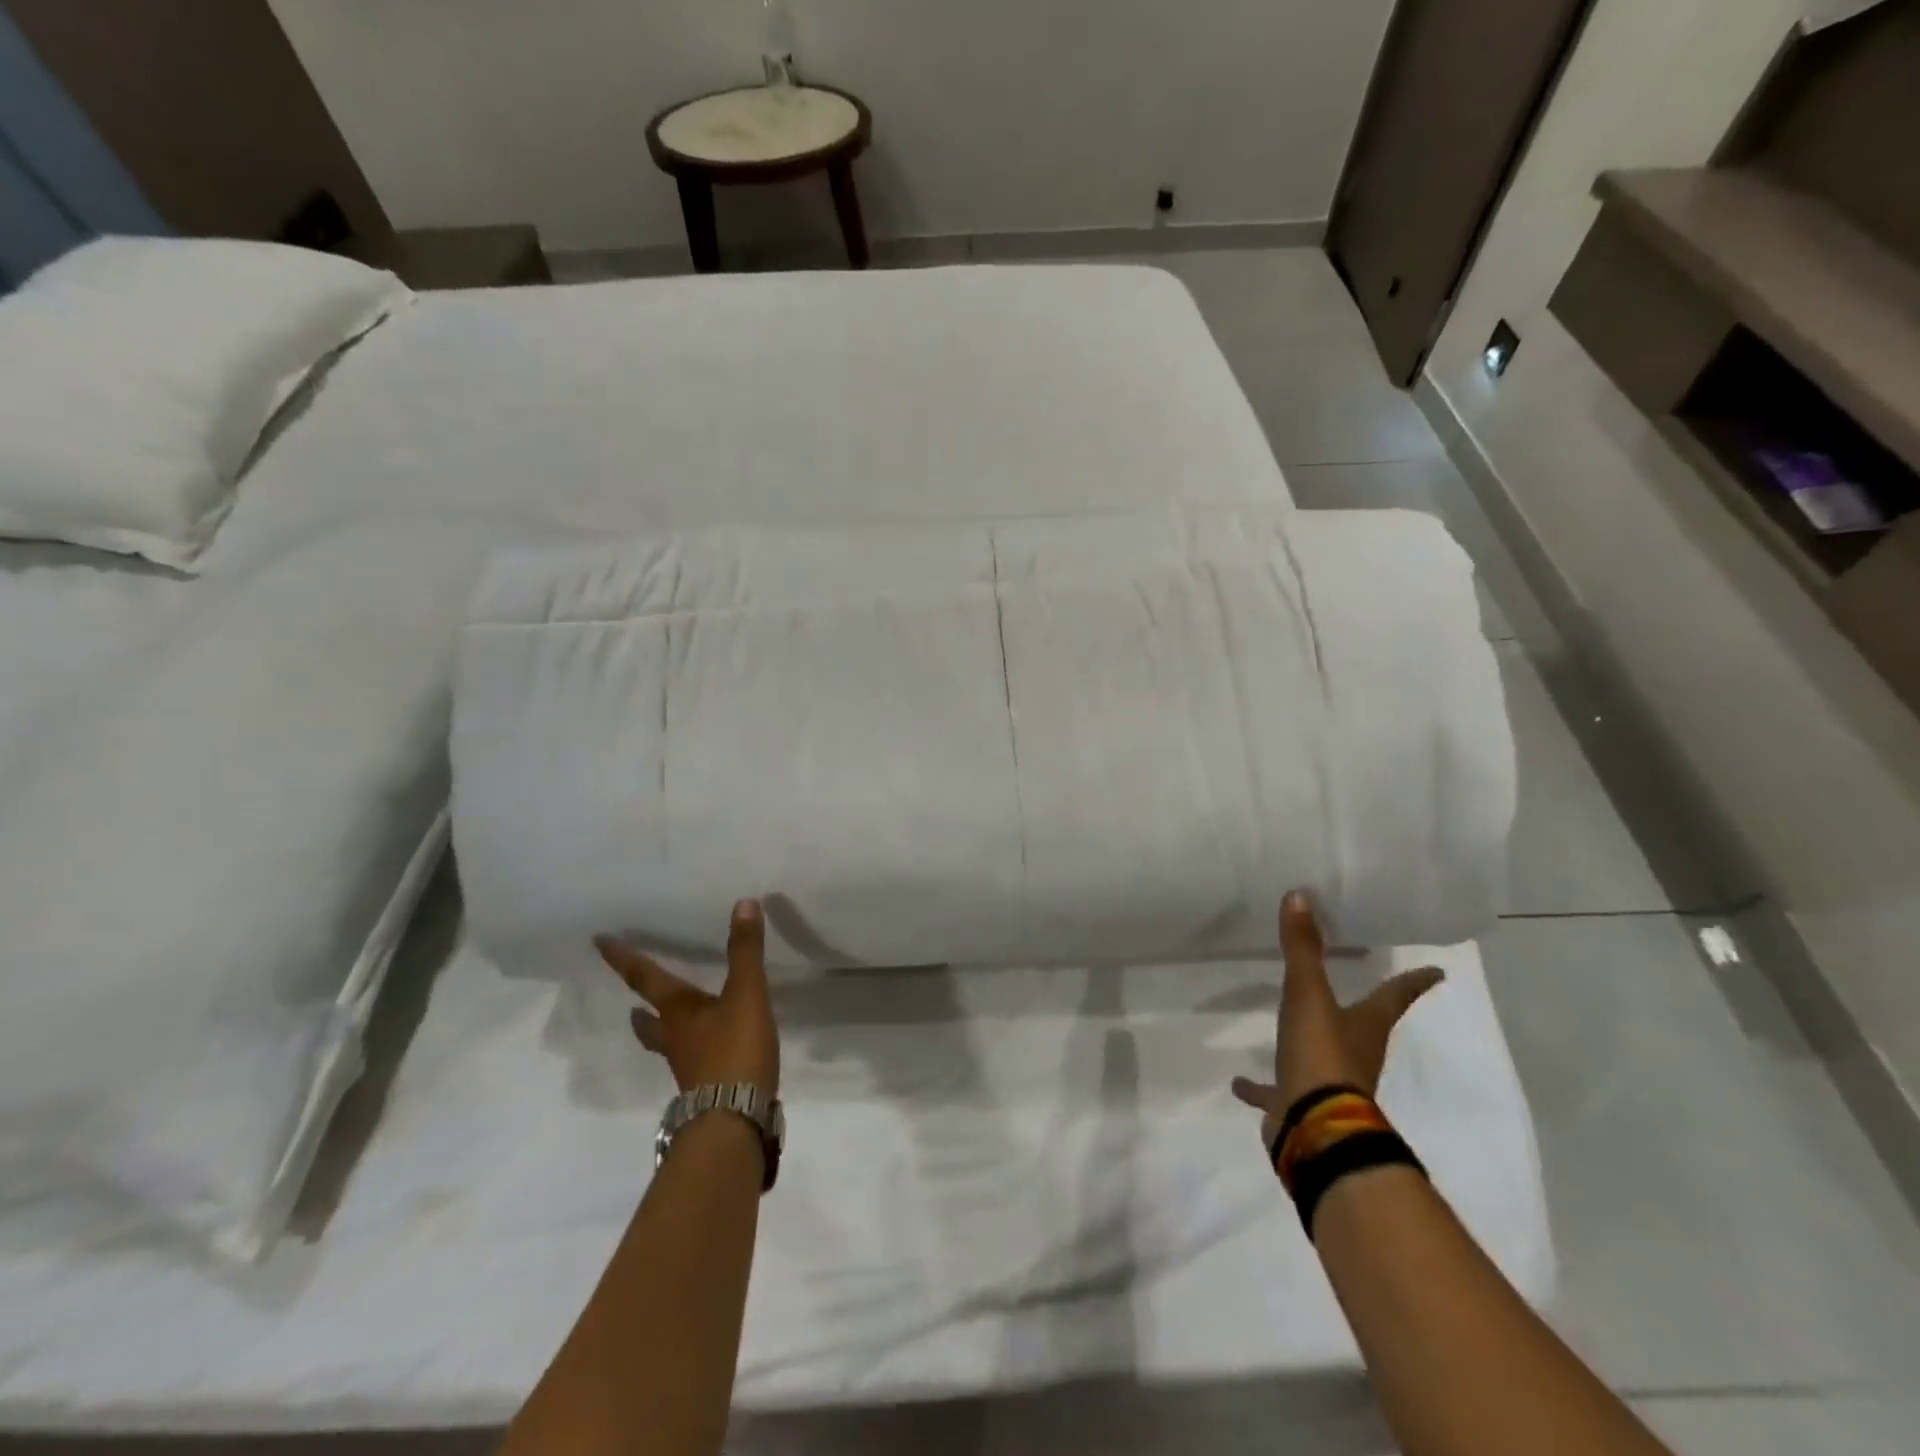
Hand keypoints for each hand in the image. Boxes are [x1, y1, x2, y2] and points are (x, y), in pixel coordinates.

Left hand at [596, 899, 780, 1094]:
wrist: (734, 1120)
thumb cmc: (734, 1051)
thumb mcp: (746, 994)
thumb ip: (745, 951)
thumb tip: (743, 903)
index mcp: (678, 1012)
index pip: (645, 978)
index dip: (624, 959)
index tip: (599, 943)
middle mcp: (676, 1037)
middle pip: (649, 1021)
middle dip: (640, 1010)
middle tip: (630, 1006)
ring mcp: (688, 1066)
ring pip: (668, 1043)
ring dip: (661, 1032)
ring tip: (664, 1024)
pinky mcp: (707, 1086)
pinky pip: (693, 1060)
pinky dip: (694, 1048)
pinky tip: (710, 1048)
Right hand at [1231, 889, 1442, 1146]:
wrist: (1315, 1129)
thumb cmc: (1322, 1056)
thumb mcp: (1308, 996)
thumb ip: (1303, 949)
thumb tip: (1300, 896)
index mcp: (1365, 1026)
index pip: (1395, 996)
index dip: (1414, 983)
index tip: (1438, 973)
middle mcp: (1355, 1053)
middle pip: (1364, 1026)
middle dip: (1365, 1012)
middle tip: (1363, 995)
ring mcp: (1330, 1083)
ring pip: (1324, 1058)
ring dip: (1310, 1045)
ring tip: (1288, 1033)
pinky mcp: (1301, 1106)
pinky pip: (1279, 1090)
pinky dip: (1263, 1086)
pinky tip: (1241, 1083)